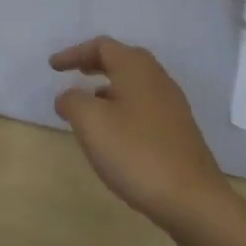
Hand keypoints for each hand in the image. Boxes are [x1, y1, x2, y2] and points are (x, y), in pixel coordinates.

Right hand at [50, 37, 233, 231]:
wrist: (192, 199)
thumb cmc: (135, 152)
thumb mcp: (91, 122)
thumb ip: (72, 101)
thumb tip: (68, 96)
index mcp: (136, 68)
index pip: (102, 46)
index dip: (74, 53)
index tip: (53, 67)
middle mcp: (157, 79)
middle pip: (121, 61)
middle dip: (94, 65)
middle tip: (73, 74)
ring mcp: (172, 105)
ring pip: (133, 85)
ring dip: (108, 89)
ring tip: (88, 108)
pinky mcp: (178, 131)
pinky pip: (143, 107)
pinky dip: (122, 108)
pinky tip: (113, 134)